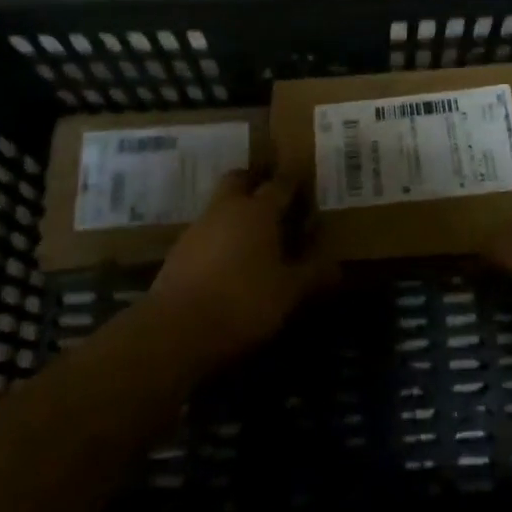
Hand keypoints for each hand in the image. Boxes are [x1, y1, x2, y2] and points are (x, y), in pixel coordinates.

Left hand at [150, 170, 336, 365]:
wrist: (175, 331)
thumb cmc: (242, 302)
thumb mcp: (288, 293)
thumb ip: (312, 275)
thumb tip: (336, 266)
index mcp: (258, 210)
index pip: (280, 183)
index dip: (294, 182)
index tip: (306, 182)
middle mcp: (226, 209)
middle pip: (240, 180)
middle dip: (256, 183)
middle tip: (274, 201)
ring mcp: (198, 228)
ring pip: (220, 206)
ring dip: (236, 212)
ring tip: (255, 236)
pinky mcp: (178, 252)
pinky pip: (206, 232)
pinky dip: (220, 238)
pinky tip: (229, 262)